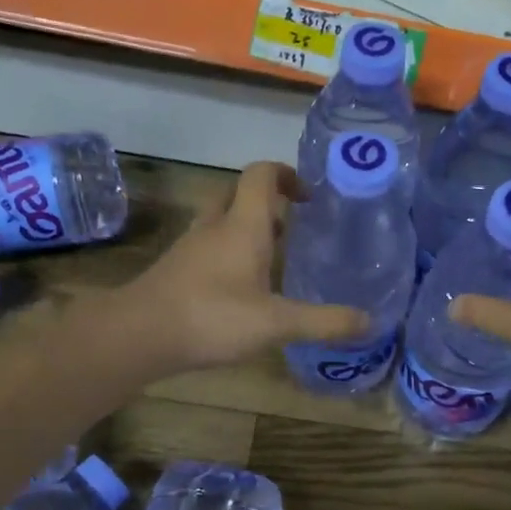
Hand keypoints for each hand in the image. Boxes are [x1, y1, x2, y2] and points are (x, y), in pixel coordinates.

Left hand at [111, 161, 367, 375]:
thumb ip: (324, 322)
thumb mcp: (277, 323)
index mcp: (242, 225)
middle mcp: (215, 226)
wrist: (139, 335)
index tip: (309, 197)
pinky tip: (243, 290)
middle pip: (239, 194)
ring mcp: (190, 247)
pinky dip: (228, 255)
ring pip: (221, 222)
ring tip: (274, 260)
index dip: (287, 175)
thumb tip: (371, 321)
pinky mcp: (176, 270)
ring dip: (247, 230)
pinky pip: (208, 248)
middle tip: (294, 227)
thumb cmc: (212, 317)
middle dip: (268, 203)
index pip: (262, 175)